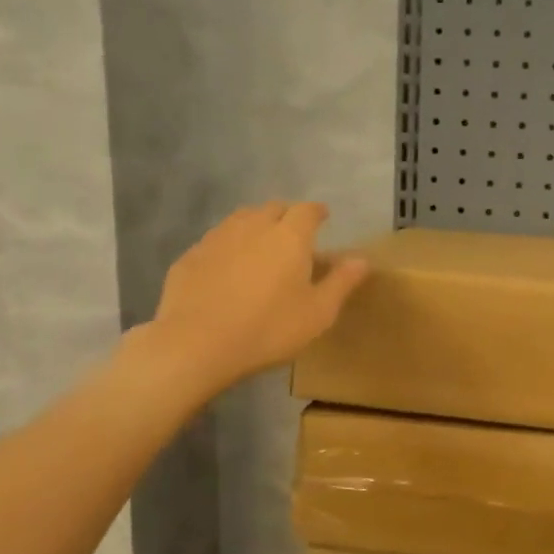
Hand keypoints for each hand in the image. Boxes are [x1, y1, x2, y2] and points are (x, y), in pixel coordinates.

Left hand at [143, 202, 368, 401]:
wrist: (197, 344)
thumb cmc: (269, 329)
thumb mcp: (318, 313)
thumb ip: (341, 282)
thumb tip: (361, 259)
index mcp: (290, 237)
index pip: (307, 210)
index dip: (317, 211)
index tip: (323, 217)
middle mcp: (253, 227)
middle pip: (273, 208)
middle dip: (286, 216)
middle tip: (293, 234)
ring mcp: (217, 238)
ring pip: (241, 219)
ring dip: (255, 226)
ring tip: (261, 246)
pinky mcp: (191, 256)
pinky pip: (216, 241)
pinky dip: (229, 246)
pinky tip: (228, 268)